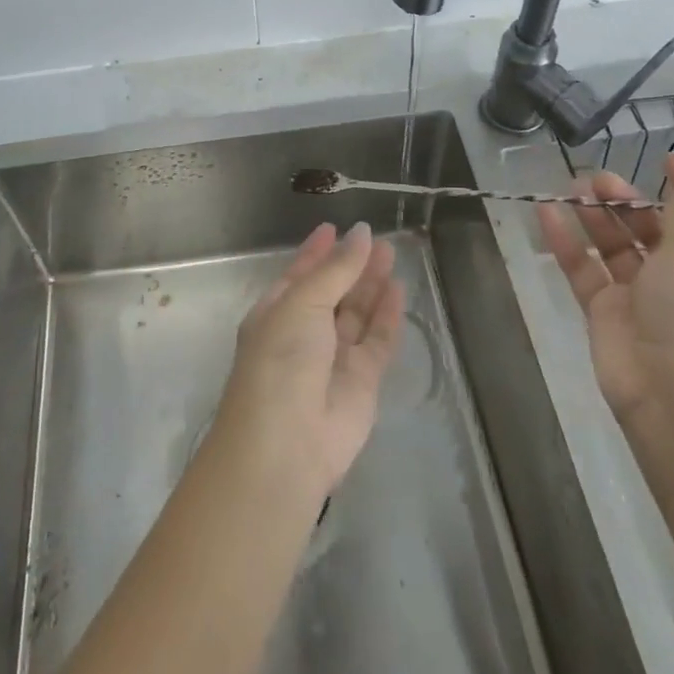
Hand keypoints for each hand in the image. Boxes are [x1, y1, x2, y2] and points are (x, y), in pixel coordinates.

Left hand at [213, 222, 405, 497]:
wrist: (287, 446)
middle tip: (376, 237)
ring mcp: (333, 358)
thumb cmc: (281, 360)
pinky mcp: (362, 382)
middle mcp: (304, 333)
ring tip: (390, 252)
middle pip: (332, 291)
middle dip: (351, 265)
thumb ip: (336, 270)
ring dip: (371, 284)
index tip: (334, 227)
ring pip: (356, 313)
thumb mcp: (302, 303)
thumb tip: (361, 233)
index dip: (316, 252)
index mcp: (276, 313)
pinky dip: (387, 315)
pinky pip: (377, 340)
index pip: (299, 275)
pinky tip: (397, 288)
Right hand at [538, 154, 673, 435]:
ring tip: (573, 188)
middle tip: (599, 179)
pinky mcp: (607, 309)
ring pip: (617, 244)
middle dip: (631, 199)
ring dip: (597, 214)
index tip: (666, 160)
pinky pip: (585, 267)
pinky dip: (567, 241)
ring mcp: (643, 294)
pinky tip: (546, 212)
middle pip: (657, 227)